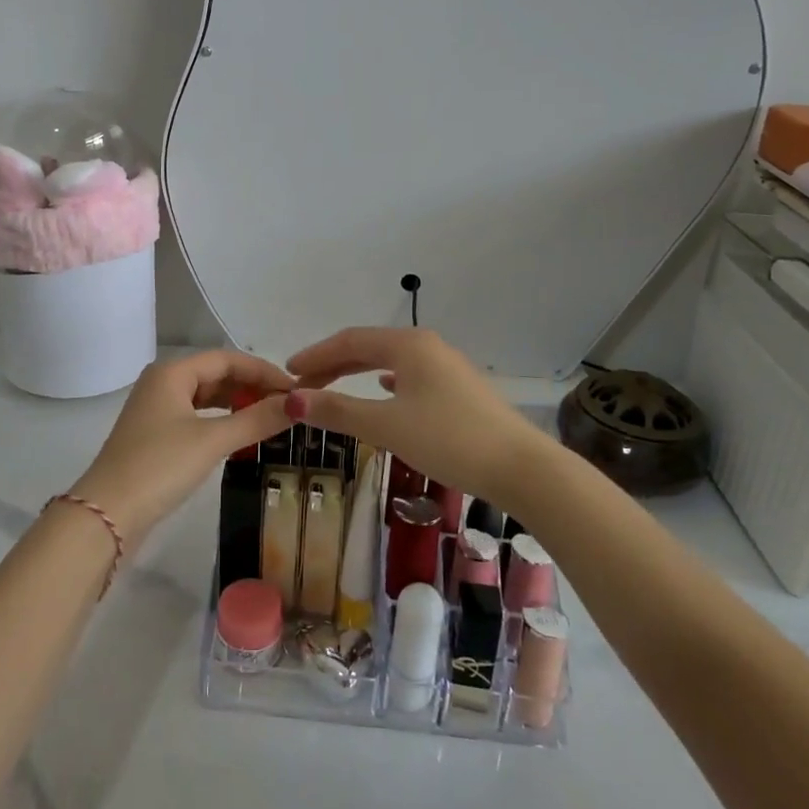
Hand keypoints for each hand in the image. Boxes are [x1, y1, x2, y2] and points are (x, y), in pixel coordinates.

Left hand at [71, 351, 292, 549]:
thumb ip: (256, 420)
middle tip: (288, 405)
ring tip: (270, 418)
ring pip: (206, 396)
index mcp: (172, 372)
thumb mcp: (212, 441)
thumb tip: (299, 404)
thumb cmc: (160, 467)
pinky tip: (240, 433)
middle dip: (252, 386)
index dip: (263, 370)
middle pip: (216, 374)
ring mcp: (156, 409)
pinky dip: (221, 420)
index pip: (227, 358)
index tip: (295, 388)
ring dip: (238, 403)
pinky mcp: (155, 435)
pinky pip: (197, 416)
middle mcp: (162, 382)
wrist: (106, 516)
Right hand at [285, 329, 556, 514]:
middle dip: (334, 364)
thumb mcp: (387, 426)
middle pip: (369, 347)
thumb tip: (292, 400)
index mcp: (408, 344)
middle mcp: (428, 346)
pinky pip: (410, 376)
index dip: (316, 355)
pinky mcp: (460, 389)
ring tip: (334, 387)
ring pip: (391, 361)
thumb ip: (339, 411)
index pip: (349, 340)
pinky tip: (385, 391)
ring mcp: (447, 366)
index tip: (288, 372)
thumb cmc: (449, 440)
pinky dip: (386, 382)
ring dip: (358, 373)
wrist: (521, 468)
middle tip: (304, 384)